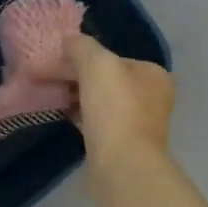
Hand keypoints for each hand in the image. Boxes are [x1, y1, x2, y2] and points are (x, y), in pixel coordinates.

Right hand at [66, 34, 173, 166]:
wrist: (122, 165)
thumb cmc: (115, 108)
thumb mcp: (97, 64)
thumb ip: (82, 47)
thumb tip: (70, 41)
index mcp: (154, 75)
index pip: (116, 58)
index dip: (88, 57)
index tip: (62, 61)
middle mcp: (153, 99)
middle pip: (110, 81)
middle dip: (81, 79)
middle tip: (53, 79)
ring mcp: (140, 126)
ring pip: (103, 104)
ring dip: (80, 99)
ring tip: (54, 96)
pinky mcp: (124, 148)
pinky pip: (99, 125)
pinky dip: (83, 118)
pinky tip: (64, 116)